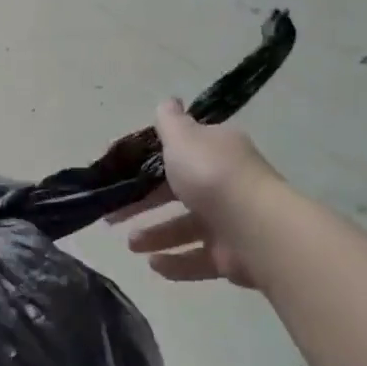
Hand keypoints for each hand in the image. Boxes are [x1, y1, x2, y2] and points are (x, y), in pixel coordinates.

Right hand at [109, 99, 282, 289]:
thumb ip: (170, 122)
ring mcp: (229, 222)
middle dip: (144, 204)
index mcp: (217, 152)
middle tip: (113, 216)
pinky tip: (153, 265)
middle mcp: (225, 184)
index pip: (180, 154)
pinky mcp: (231, 256)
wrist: (253, 227)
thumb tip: (168, 101)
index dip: (148, 164)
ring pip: (185, 228)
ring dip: (156, 235)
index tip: (120, 175)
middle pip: (177, 193)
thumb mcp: (183, 139)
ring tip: (131, 245)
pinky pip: (197, 259)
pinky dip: (175, 263)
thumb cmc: (211, 176)